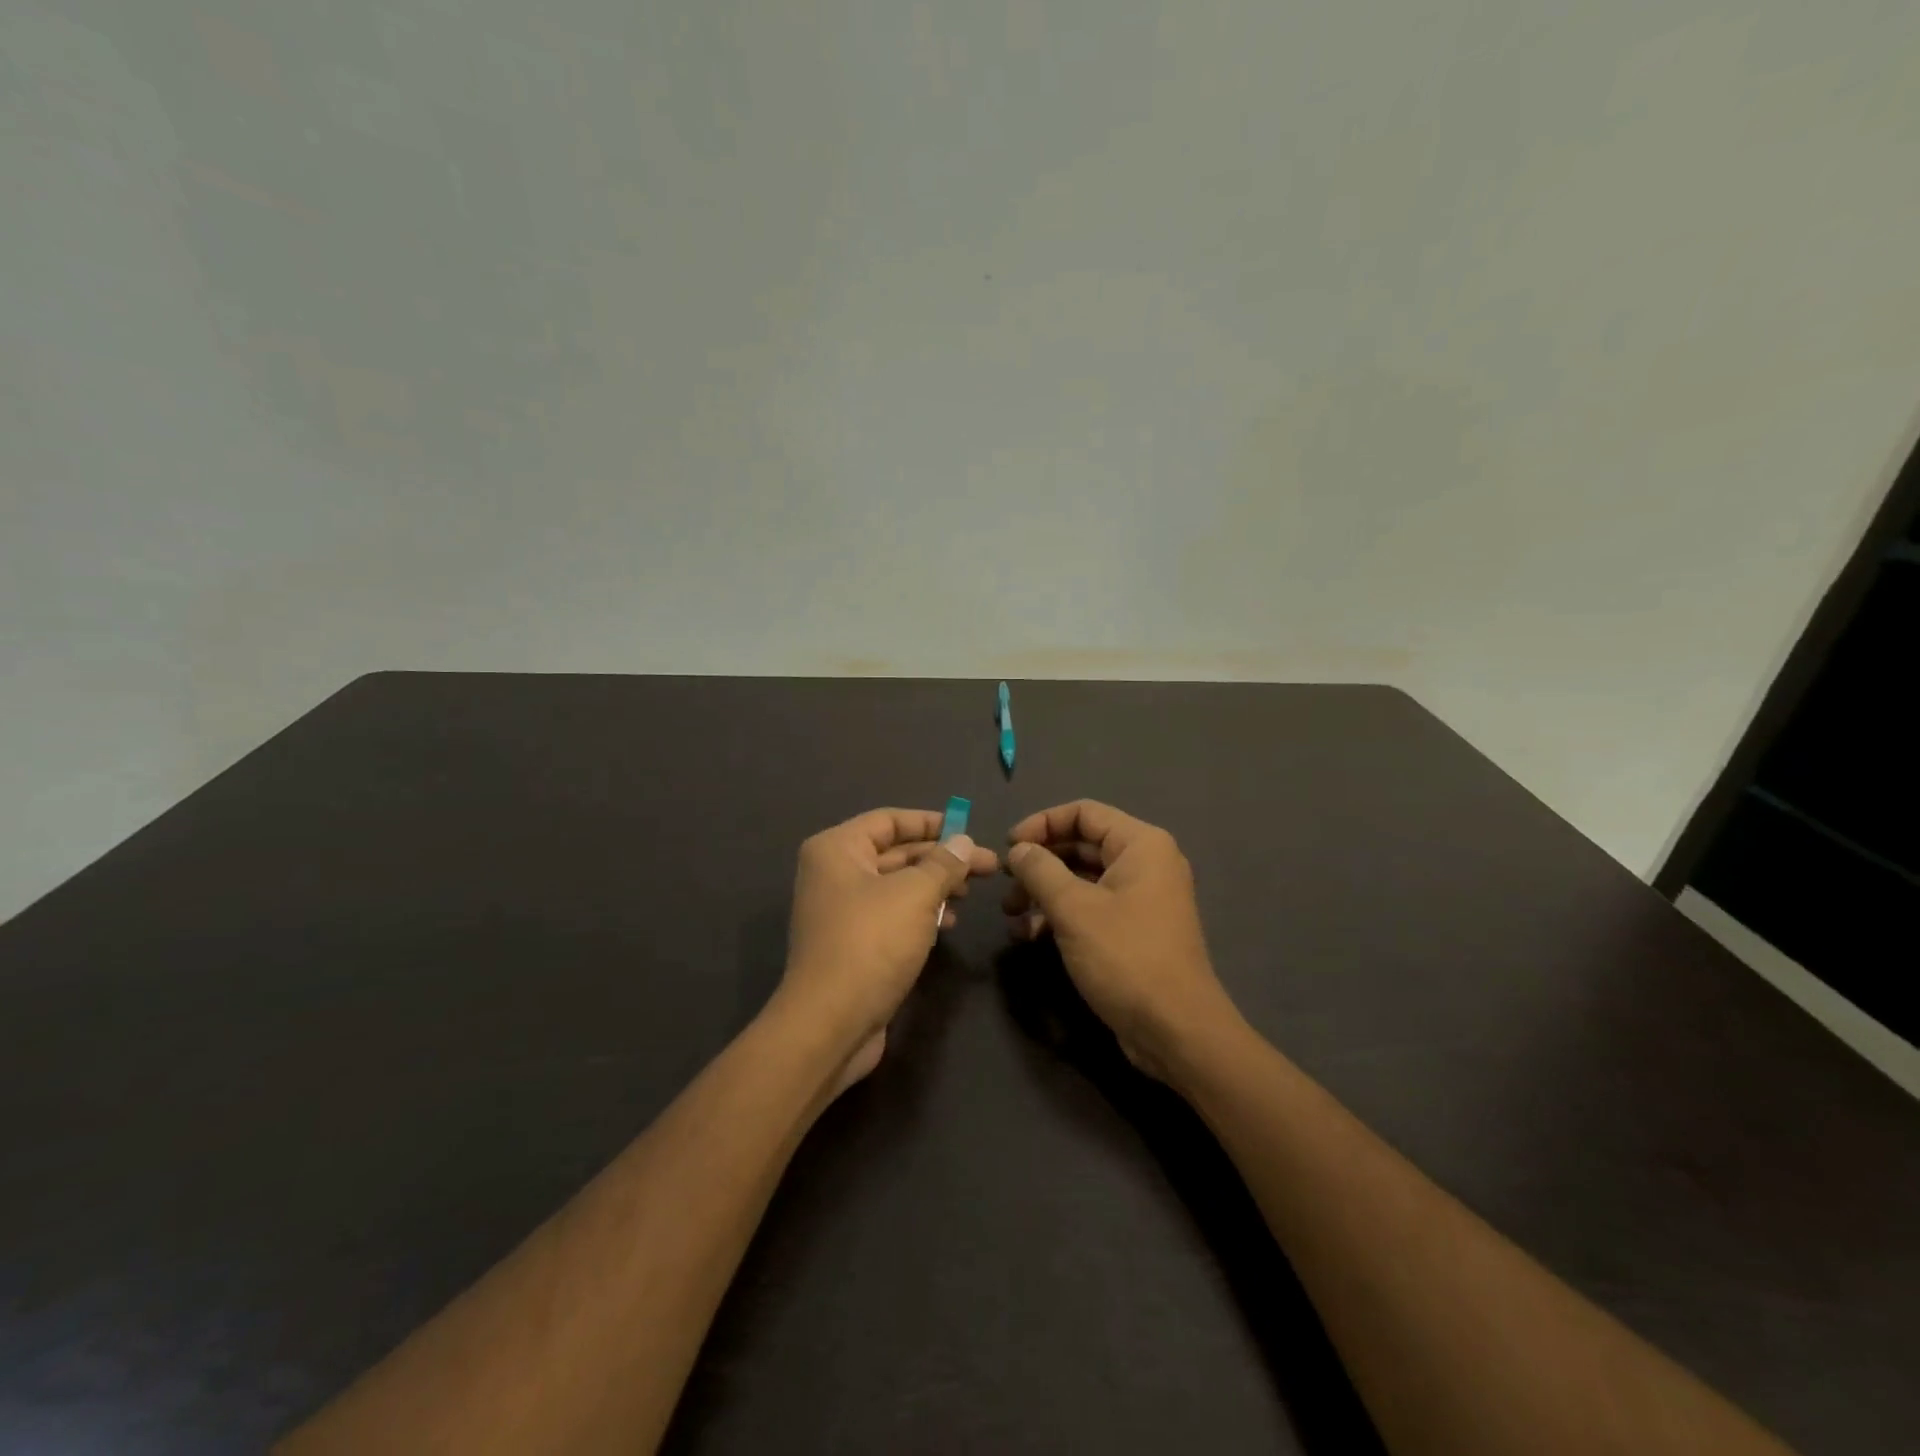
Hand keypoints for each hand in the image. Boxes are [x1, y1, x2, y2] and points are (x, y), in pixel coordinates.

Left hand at [775, 808, 999, 1093]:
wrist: (830, 1024)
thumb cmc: (871, 944)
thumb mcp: (915, 895)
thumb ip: (943, 863)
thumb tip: (963, 842)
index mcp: (837, 849)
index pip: (889, 820)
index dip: (931, 822)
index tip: (969, 829)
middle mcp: (834, 874)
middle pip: (896, 853)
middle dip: (942, 858)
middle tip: (987, 865)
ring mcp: (842, 911)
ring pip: (898, 886)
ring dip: (935, 887)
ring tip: (971, 894)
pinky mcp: (853, 944)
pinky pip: (892, 915)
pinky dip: (921, 914)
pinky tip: (948, 923)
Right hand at [1003, 800, 1241, 1082]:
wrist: (1176, 1031)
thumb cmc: (1126, 957)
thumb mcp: (1074, 909)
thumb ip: (1040, 870)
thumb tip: (1018, 849)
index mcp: (1141, 845)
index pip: (1084, 813)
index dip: (1042, 823)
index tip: (1009, 846)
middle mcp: (1145, 864)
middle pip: (1081, 845)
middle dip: (1039, 862)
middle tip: (1005, 883)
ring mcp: (1140, 899)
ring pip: (1082, 879)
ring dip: (1044, 892)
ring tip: (1010, 914)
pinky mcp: (1132, 930)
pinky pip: (1090, 908)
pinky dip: (1060, 915)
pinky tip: (1028, 935)